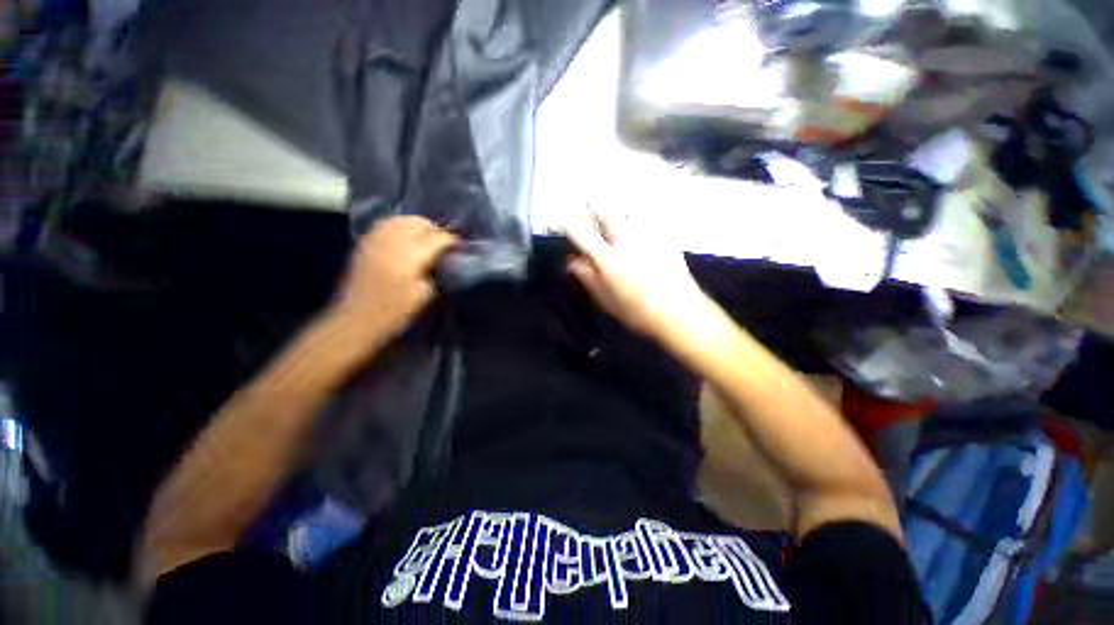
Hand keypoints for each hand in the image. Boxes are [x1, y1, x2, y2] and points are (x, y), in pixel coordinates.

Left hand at [333, 216, 456, 338]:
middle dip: (434, 228)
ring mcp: (375, 240)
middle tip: (444, 240)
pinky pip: (385, 224)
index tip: (460, 245)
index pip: (436, 238)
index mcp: (409, 257)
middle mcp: (392, 243)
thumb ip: (434, 272)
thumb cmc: (394, 312)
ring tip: (427, 235)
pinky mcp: (365, 244)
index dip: (451, 239)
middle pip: (418, 222)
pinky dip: (399, 225)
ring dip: (417, 224)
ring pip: (400, 219)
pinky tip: (405, 235)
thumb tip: (441, 260)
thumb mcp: (424, 296)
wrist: (356, 319)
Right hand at [566, 211, 711, 340]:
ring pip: (627, 209)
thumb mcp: (605, 300)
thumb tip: (571, 261)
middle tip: (594, 221)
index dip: (568, 221)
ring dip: (617, 213)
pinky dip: (638, 221)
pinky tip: (640, 236)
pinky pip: (647, 218)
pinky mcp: (665, 236)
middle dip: (594, 209)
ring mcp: (647, 235)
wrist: (679, 313)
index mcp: (607, 258)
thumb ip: (586, 277)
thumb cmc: (638, 311)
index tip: (565, 219)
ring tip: (617, 226)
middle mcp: (626, 240)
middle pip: (605, 209)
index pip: (580, 230)